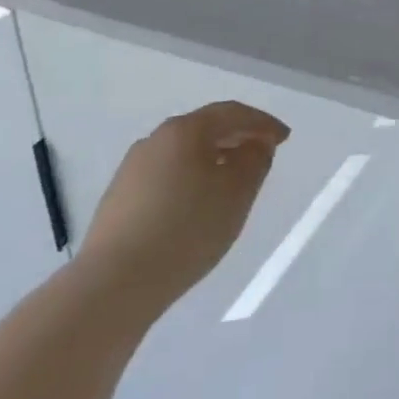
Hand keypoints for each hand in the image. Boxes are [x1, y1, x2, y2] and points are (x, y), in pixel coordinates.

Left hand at [78, 102, 289, 312]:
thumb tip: (255, 145)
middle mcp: (155, 140)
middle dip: (237, 137)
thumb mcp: (237, 193)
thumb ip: (255, 161)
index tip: (284, 138)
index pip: (232, 113)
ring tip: (232, 181)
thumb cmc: (186, 229)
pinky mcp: (119, 199)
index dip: (262, 122)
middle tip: (262, 153)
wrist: (114, 284)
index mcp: (184, 130)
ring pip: (183, 154)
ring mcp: (132, 170)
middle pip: (205, 129)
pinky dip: (190, 180)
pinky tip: (197, 204)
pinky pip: (166, 176)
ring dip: (213, 159)